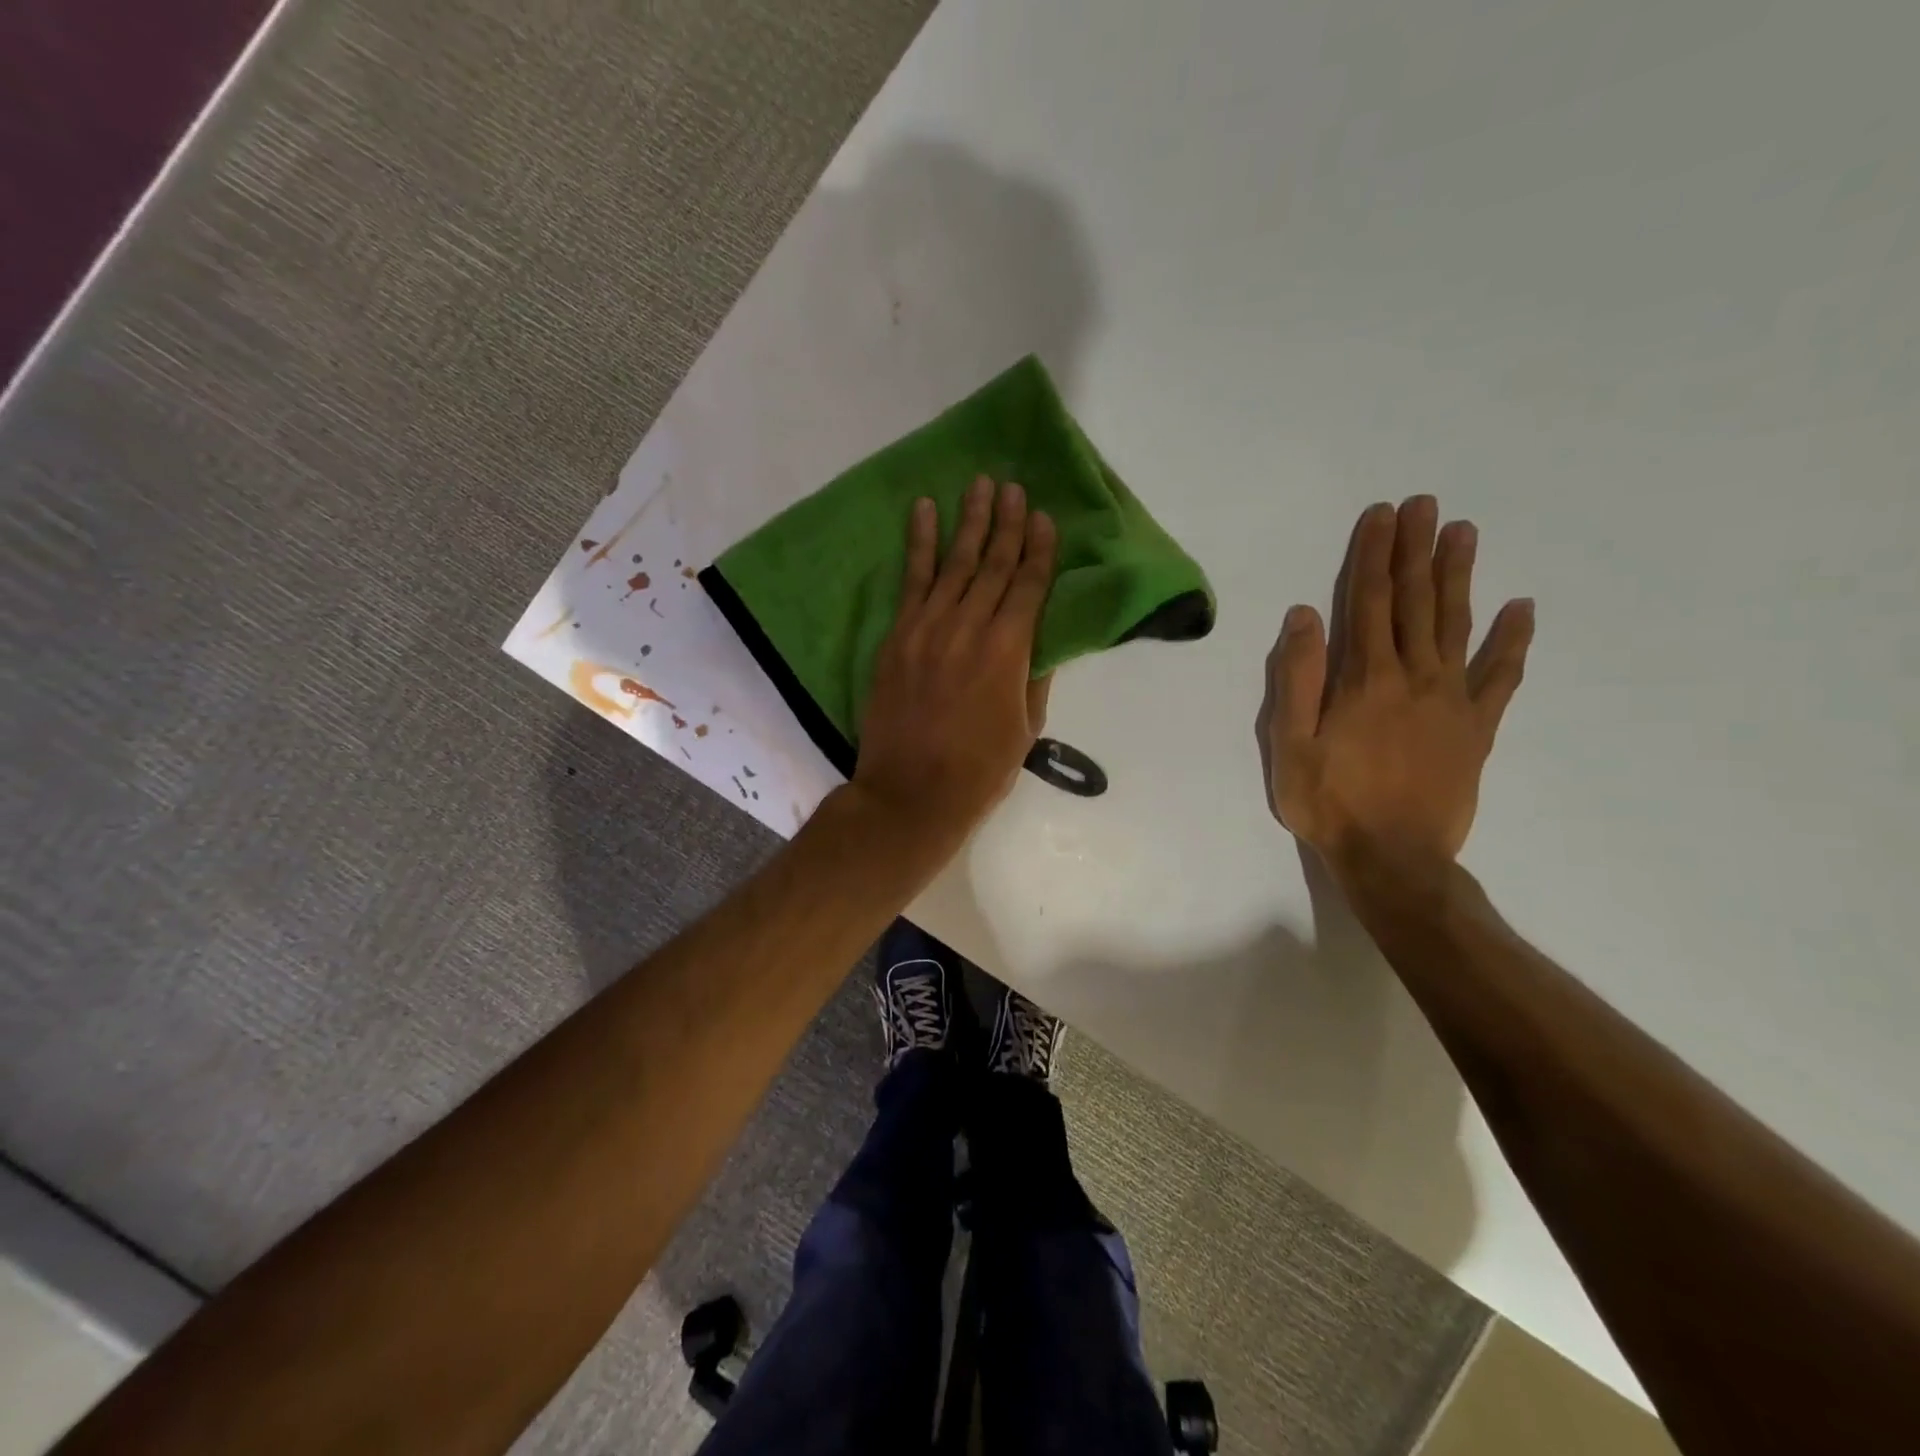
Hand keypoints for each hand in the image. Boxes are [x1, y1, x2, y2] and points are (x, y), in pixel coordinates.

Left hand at [851, 476, 1056, 853]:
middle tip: (1014, 488)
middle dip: (1007, 524)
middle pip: (993, 565)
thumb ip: (1034, 677)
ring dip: (968, 522)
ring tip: (980, 486)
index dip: (1039, 550)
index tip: (1043, 517)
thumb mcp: (1025, 728)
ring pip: (954, 564)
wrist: (910, 793)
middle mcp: (970, 628)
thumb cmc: (979, 771)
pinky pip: (911, 581)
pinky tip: (924, 512)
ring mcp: (928, 628)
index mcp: (1009, 652)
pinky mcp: (897, 636)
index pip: (1029, 587)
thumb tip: (1041, 640)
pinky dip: (919, 544)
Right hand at [1258, 496, 1533, 872]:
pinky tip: (1522, 608)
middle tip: (1424, 504)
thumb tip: (1306, 616)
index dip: (1373, 556)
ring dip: (1458, 577)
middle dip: (1416, 550)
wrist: (1394, 860)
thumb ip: (1298, 679)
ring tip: (1463, 533)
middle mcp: (1413, 677)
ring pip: (1456, 625)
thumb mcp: (1290, 745)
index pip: (1370, 603)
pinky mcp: (1477, 728)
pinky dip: (1511, 641)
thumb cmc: (1329, 803)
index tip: (1381, 515)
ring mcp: (1452, 701)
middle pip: (1416, 602)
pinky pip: (1500, 677)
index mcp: (1364, 680)